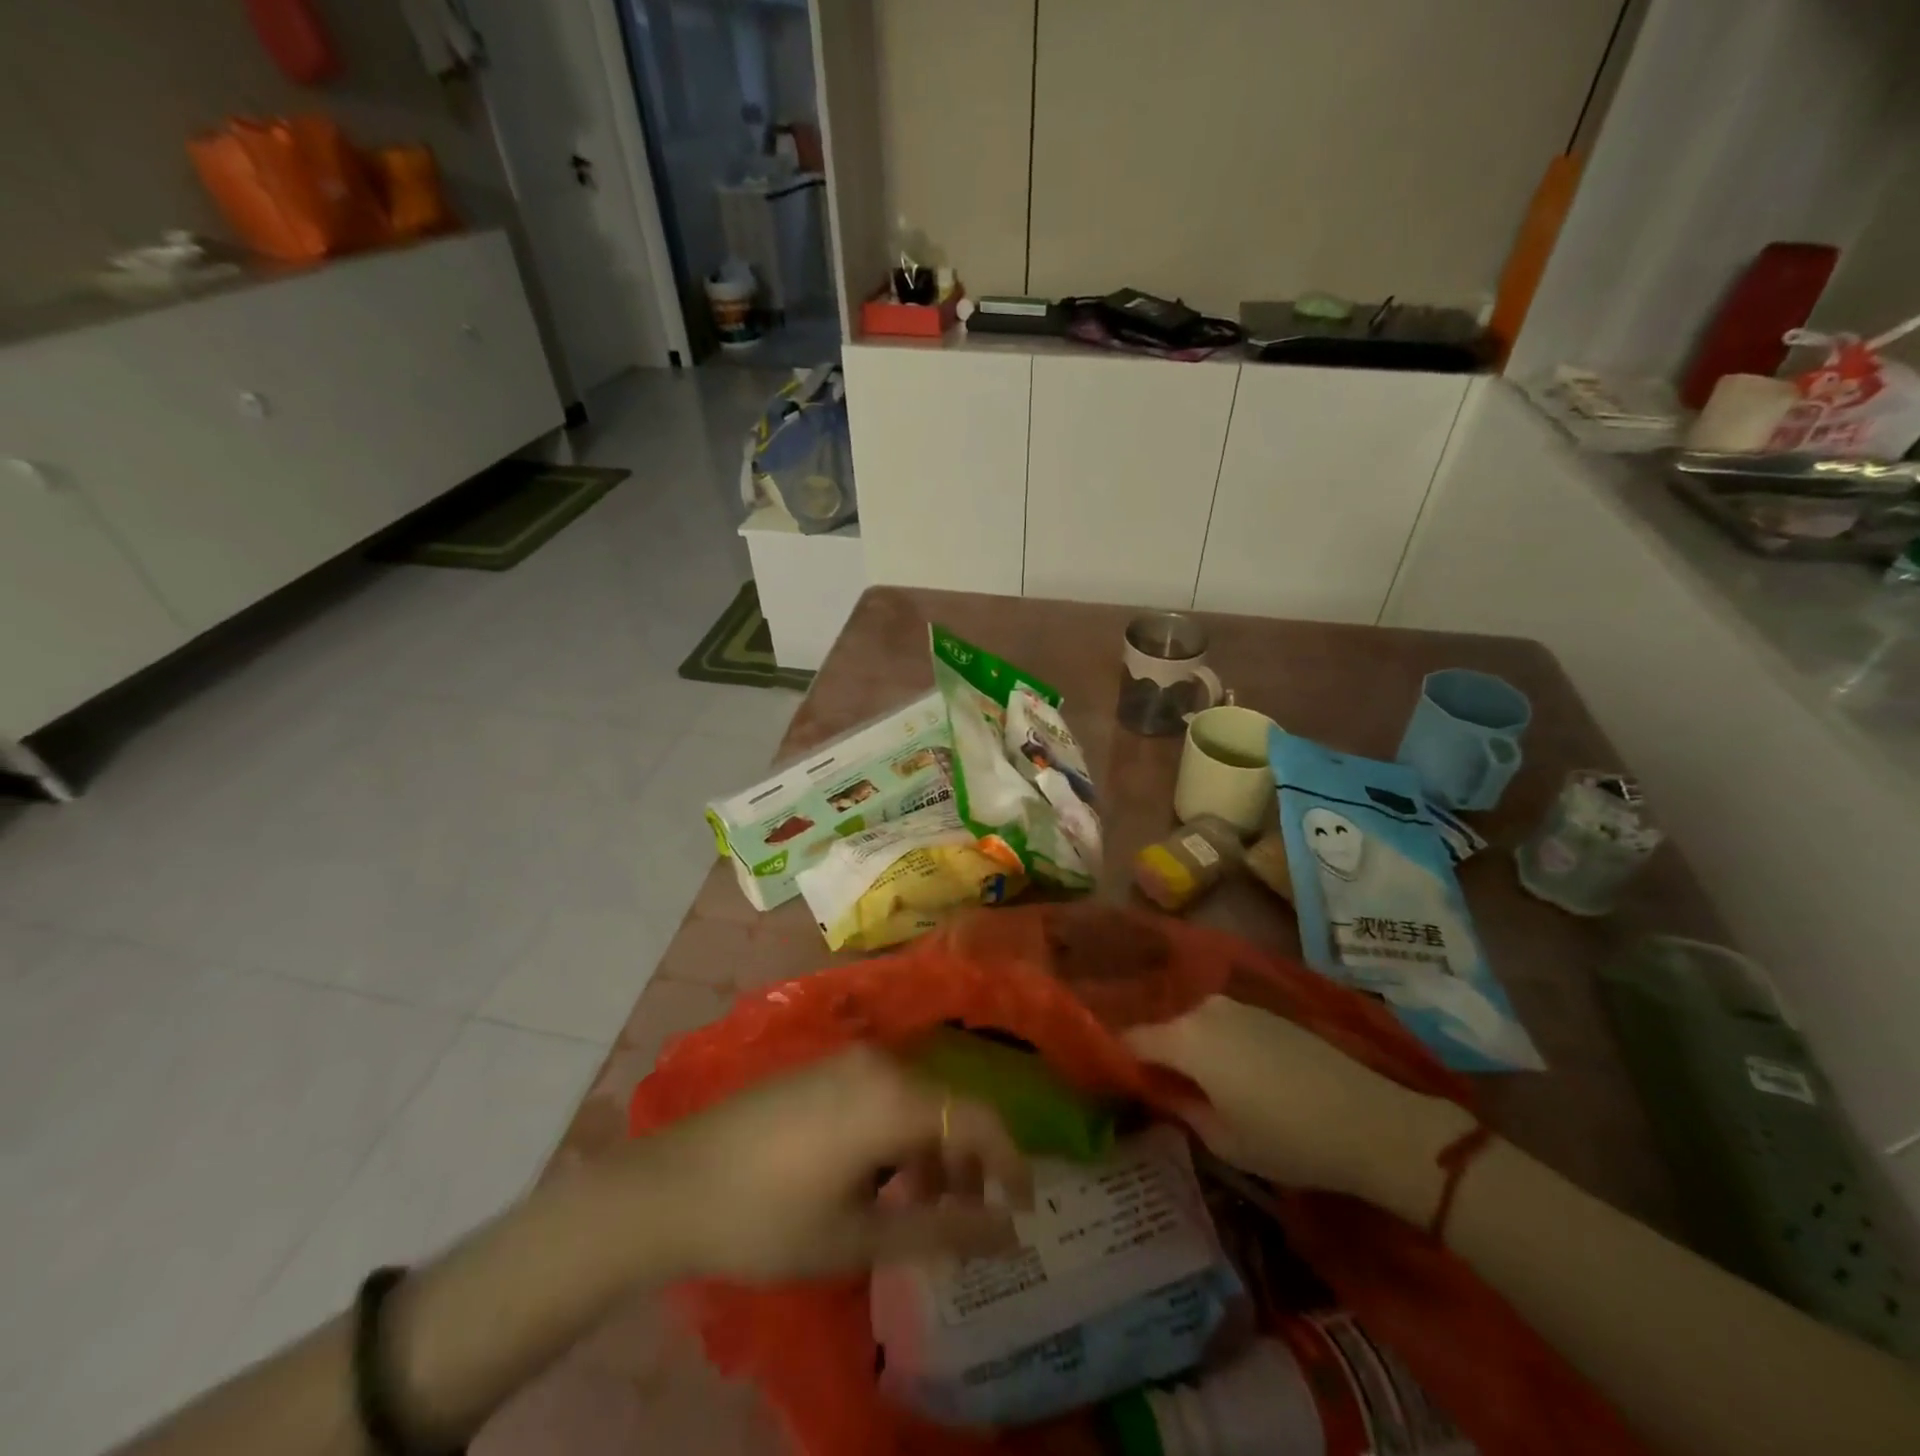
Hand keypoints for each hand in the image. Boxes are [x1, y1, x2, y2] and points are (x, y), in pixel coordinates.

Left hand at [635, 1047, 1034, 1280]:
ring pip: (917, 1098)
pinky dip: (899, 1133)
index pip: (978, 1118)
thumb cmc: (768, 1218)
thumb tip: (1008, 1232)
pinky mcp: (824, 1067)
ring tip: (917, 1208)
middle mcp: (880, 1062)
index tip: (1023, 1208)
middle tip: (966, 1220)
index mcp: (893, 1096)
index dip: (1010, 1162)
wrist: (672, 1183)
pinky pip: (884, 1092)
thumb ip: (941, 1230)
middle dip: (967, 1162)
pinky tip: (877, 1178)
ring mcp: (848, 1059)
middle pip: (948, 1105)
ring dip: (931, 1150)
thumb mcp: (858, 1237)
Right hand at [1124, 996, 1472, 1210]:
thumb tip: (1159, 1090)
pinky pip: (1223, 1025)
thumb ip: (1180, 1108)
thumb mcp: (1223, 1139)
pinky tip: (1233, 1077)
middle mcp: (1206, 1009)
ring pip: (1194, 1026)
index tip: (1111, 1080)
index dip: (1117, 1059)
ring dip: (1186, 1050)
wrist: (1372, 1120)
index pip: (1131, 1039)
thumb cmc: (1287, 1138)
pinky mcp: (1268, 1013)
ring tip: (1194, 1087)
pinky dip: (1215, 1046)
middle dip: (1154, 1055)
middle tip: (1156, 1091)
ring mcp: (1239, 1006)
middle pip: (1163, 1028)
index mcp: (1186, 1036)